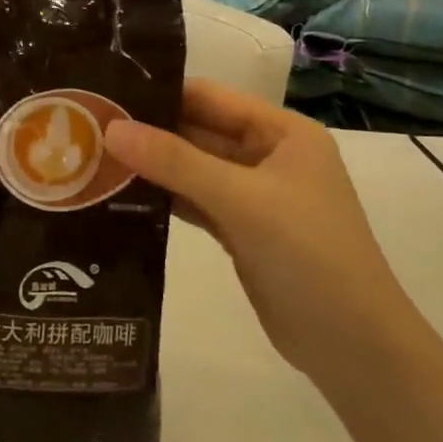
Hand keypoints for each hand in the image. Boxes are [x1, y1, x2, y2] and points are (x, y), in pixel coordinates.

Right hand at [104, 79, 408, 381]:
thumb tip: (110, 129)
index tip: (105, 94)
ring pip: (193, 169)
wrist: (355, 348)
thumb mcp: (242, 200)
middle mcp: (268, 156)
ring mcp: (254, 196)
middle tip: (87, 127)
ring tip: (93, 158)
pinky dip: (164, 199)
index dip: (160, 93)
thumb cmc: (309, 255)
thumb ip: (175, 162)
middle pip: (198, 132)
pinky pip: (195, 202)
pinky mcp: (241, 231)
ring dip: (152, 167)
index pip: (210, 97)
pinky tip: (121, 196)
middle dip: (149, 132)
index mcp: (282, 132)